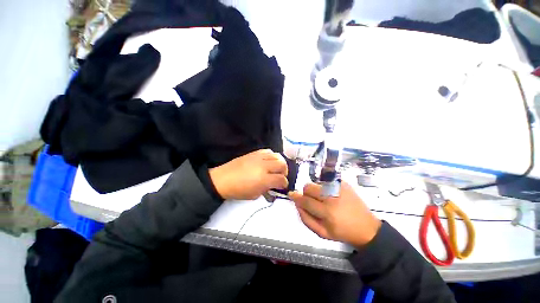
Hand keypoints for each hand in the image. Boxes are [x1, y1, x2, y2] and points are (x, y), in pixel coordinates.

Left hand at [209, 149, 288, 199]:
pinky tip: (269, 161)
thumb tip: (274, 187)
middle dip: (284, 172)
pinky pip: (268, 151)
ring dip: (280, 163)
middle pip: (282, 164)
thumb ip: (267, 190)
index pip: (281, 179)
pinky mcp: (254, 153)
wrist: (223, 179)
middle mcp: (264, 166)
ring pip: (277, 155)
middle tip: (280, 176)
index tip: (282, 186)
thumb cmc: (238, 190)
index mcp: (263, 179)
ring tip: (276, 168)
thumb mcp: (254, 195)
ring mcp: (259, 157)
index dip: (284, 184)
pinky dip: (272, 156)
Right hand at [289, 181, 381, 247]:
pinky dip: (324, 188)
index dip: (296, 197)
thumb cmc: (342, 232)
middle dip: (307, 194)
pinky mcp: (344, 183)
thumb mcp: (322, 233)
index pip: (305, 200)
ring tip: (324, 200)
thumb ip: (306, 218)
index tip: (291, 194)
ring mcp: (339, 187)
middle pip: (309, 187)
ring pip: (316, 183)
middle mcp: (333, 197)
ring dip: (316, 191)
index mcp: (327, 212)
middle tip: (313, 202)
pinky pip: (326, 181)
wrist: (366, 227)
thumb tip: (297, 203)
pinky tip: (332, 196)